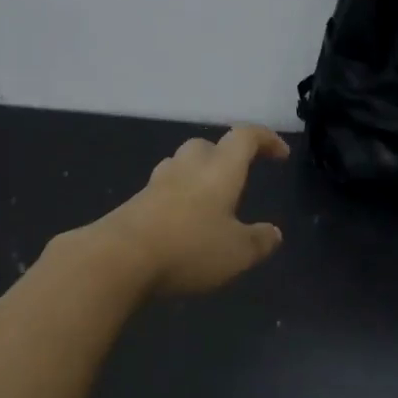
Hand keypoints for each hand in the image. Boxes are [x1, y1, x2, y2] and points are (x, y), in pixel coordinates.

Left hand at [86, 125, 289, 295]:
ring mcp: (157, 184)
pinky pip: (163, 192)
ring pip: (181, 165)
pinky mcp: (135, 204)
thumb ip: (259, 241)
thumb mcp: (237, 253)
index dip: (265, 139)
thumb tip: (274, 233)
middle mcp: (187, 168)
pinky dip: (177, 199)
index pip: (245, 137)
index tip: (279, 153)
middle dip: (225, 156)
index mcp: (219, 170)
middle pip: (207, 146)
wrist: (117, 259)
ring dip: (198, 175)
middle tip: (238, 179)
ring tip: (209, 202)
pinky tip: (181, 224)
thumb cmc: (188, 249)